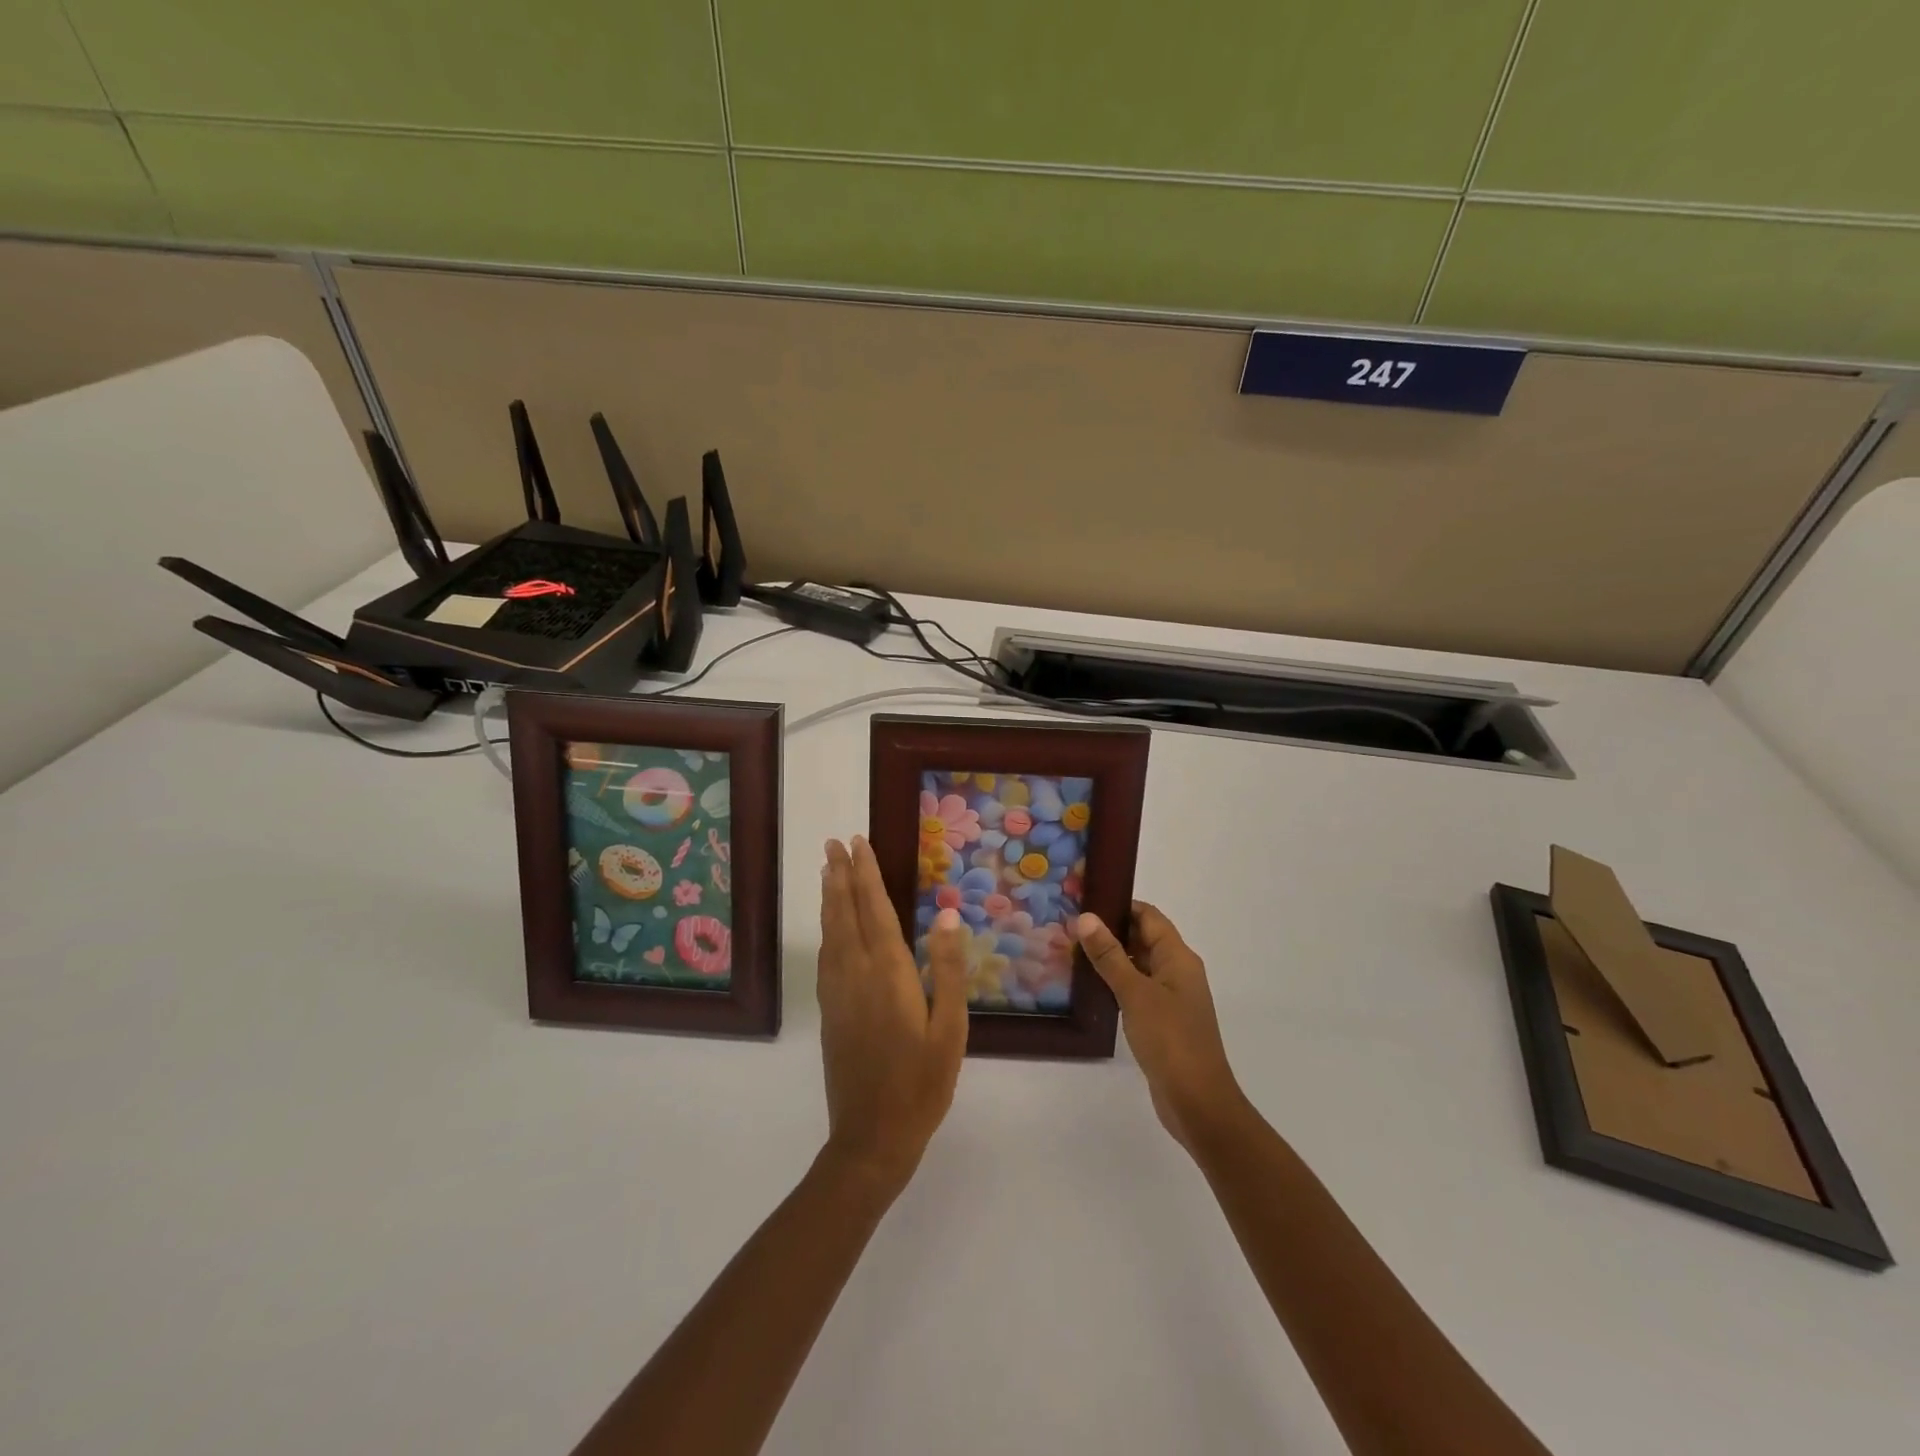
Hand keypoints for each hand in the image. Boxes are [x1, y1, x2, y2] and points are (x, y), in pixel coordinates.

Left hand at [816, 837, 968, 1194]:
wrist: (872, 1137)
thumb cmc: (922, 1083)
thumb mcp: (950, 1029)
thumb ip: (949, 970)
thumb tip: (948, 915)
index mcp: (889, 974)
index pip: (874, 910)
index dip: (866, 874)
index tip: (857, 843)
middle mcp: (856, 974)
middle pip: (845, 914)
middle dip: (840, 876)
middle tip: (833, 844)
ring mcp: (838, 993)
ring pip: (831, 933)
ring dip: (830, 898)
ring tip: (828, 871)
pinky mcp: (829, 1012)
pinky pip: (826, 956)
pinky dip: (827, 929)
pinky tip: (829, 926)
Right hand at [1076, 902, 1247, 1152]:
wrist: (1198, 1102)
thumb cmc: (1170, 1039)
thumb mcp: (1136, 993)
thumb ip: (1110, 955)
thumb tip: (1086, 917)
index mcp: (1179, 958)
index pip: (1149, 916)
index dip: (1120, 904)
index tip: (1085, 899)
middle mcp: (1178, 972)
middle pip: (1144, 938)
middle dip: (1110, 930)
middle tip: (1069, 925)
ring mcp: (1171, 998)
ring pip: (1138, 965)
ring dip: (1111, 958)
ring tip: (1071, 951)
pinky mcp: (1162, 1021)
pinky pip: (1137, 990)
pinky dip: (1116, 983)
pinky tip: (1089, 987)